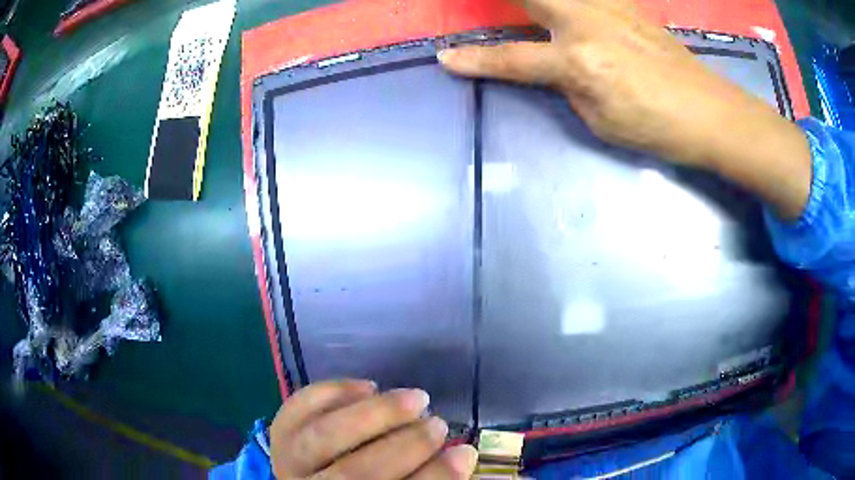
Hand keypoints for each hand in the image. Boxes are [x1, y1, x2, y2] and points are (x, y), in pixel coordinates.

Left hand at [269, 380, 477, 478]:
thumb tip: (462, 455)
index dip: (434, 478)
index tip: (467, 453)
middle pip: (356, 474)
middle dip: (404, 446)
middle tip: (439, 424)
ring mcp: (288, 462)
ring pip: (322, 438)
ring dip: (374, 415)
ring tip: (415, 398)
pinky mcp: (279, 434)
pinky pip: (296, 409)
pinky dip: (331, 393)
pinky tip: (367, 386)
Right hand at [439, 0, 810, 219]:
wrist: (709, 112)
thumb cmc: (656, 127)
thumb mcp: (600, 120)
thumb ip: (567, 86)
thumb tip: (551, 66)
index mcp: (578, 62)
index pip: (512, 58)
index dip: (475, 60)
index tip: (445, 57)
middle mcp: (587, 23)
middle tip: (486, 6)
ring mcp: (610, 8)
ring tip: (530, 9)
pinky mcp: (627, 5)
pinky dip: (573, 0)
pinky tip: (571, 8)